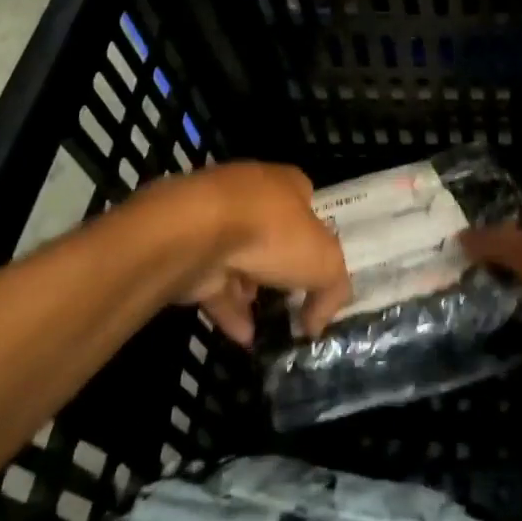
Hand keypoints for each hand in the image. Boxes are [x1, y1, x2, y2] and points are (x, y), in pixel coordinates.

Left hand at [153, 163, 350, 346]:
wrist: (197, 232)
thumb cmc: (271, 232)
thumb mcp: (325, 262)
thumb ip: (332, 290)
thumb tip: (317, 322)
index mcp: (287, 183)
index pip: (307, 205)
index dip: (317, 237)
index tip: (320, 271)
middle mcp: (251, 194)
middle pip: (273, 233)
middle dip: (282, 267)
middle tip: (293, 302)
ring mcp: (215, 221)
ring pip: (240, 258)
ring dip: (252, 293)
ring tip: (267, 328)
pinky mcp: (189, 249)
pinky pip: (214, 282)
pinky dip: (229, 309)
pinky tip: (242, 337)